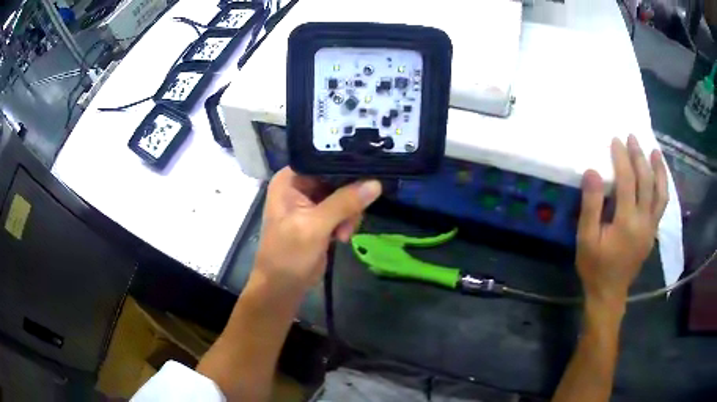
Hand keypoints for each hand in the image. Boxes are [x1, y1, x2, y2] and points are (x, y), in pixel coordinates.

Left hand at [253, 167, 381, 294]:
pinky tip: (342, 237)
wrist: (282, 286)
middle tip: (352, 217)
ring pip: (345, 194)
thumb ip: (344, 203)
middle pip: (337, 177)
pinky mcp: (321, 217)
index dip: (346, 164)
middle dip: (349, 197)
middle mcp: (300, 185)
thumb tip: (376, 183)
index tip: (370, 171)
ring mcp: (311, 201)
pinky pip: (344, 210)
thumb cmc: (288, 254)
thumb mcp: (315, 226)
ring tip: (344, 233)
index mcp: (290, 179)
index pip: (323, 160)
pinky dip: (347, 222)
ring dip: (350, 214)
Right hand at [576, 135, 668, 305]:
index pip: (628, 181)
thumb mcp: (585, 239)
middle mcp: (644, 221)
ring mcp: (651, 227)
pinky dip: (662, 186)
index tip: (616, 140)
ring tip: (655, 152)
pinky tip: (658, 177)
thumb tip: (592, 172)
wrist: (609, 293)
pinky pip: (661, 204)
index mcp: (627, 222)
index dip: (622, 158)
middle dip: (639, 157)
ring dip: (659, 170)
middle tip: (633, 138)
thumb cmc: (595, 267)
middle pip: (646, 182)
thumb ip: (590, 205)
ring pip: (661, 193)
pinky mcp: (652, 232)